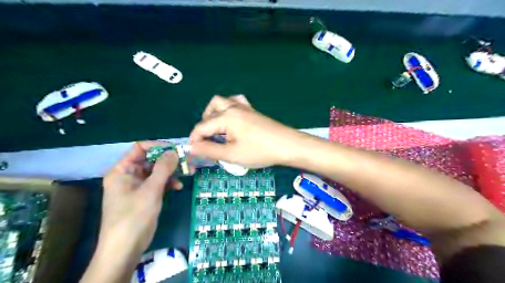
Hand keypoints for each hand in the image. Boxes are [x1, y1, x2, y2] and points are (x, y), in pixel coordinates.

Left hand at [98, 143, 181, 256]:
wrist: (125, 248)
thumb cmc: (134, 216)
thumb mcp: (151, 189)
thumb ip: (163, 168)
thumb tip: (174, 151)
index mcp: (122, 170)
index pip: (140, 148)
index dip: (159, 146)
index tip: (177, 150)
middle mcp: (129, 175)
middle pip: (151, 159)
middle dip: (170, 160)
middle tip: (188, 161)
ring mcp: (137, 186)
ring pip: (157, 171)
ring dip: (172, 171)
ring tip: (189, 173)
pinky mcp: (145, 195)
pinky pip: (158, 183)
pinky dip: (169, 182)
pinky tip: (178, 187)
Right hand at [187, 95, 301, 167]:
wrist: (288, 145)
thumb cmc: (260, 151)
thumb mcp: (232, 154)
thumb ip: (209, 150)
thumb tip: (191, 147)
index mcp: (226, 117)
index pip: (201, 127)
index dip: (195, 140)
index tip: (194, 153)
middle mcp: (233, 107)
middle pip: (209, 111)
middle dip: (204, 126)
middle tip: (208, 142)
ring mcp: (244, 107)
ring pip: (222, 103)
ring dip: (214, 115)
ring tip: (217, 130)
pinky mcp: (252, 110)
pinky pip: (236, 102)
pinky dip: (229, 109)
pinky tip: (232, 120)